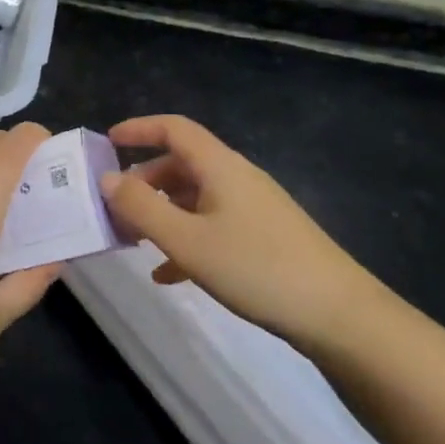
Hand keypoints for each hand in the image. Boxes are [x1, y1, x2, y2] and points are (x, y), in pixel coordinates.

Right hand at [97, 115, 384, 347]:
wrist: (338, 315)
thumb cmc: (256, 268)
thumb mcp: (187, 240)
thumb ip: (141, 208)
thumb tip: (107, 178)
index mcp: (220, 166)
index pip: (174, 129)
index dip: (139, 128)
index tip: (107, 142)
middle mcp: (236, 178)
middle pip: (181, 165)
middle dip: (143, 182)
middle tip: (114, 209)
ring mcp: (253, 208)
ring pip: (195, 198)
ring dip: (162, 214)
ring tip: (133, 242)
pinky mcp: (264, 237)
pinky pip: (213, 226)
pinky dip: (186, 240)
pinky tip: (169, 275)